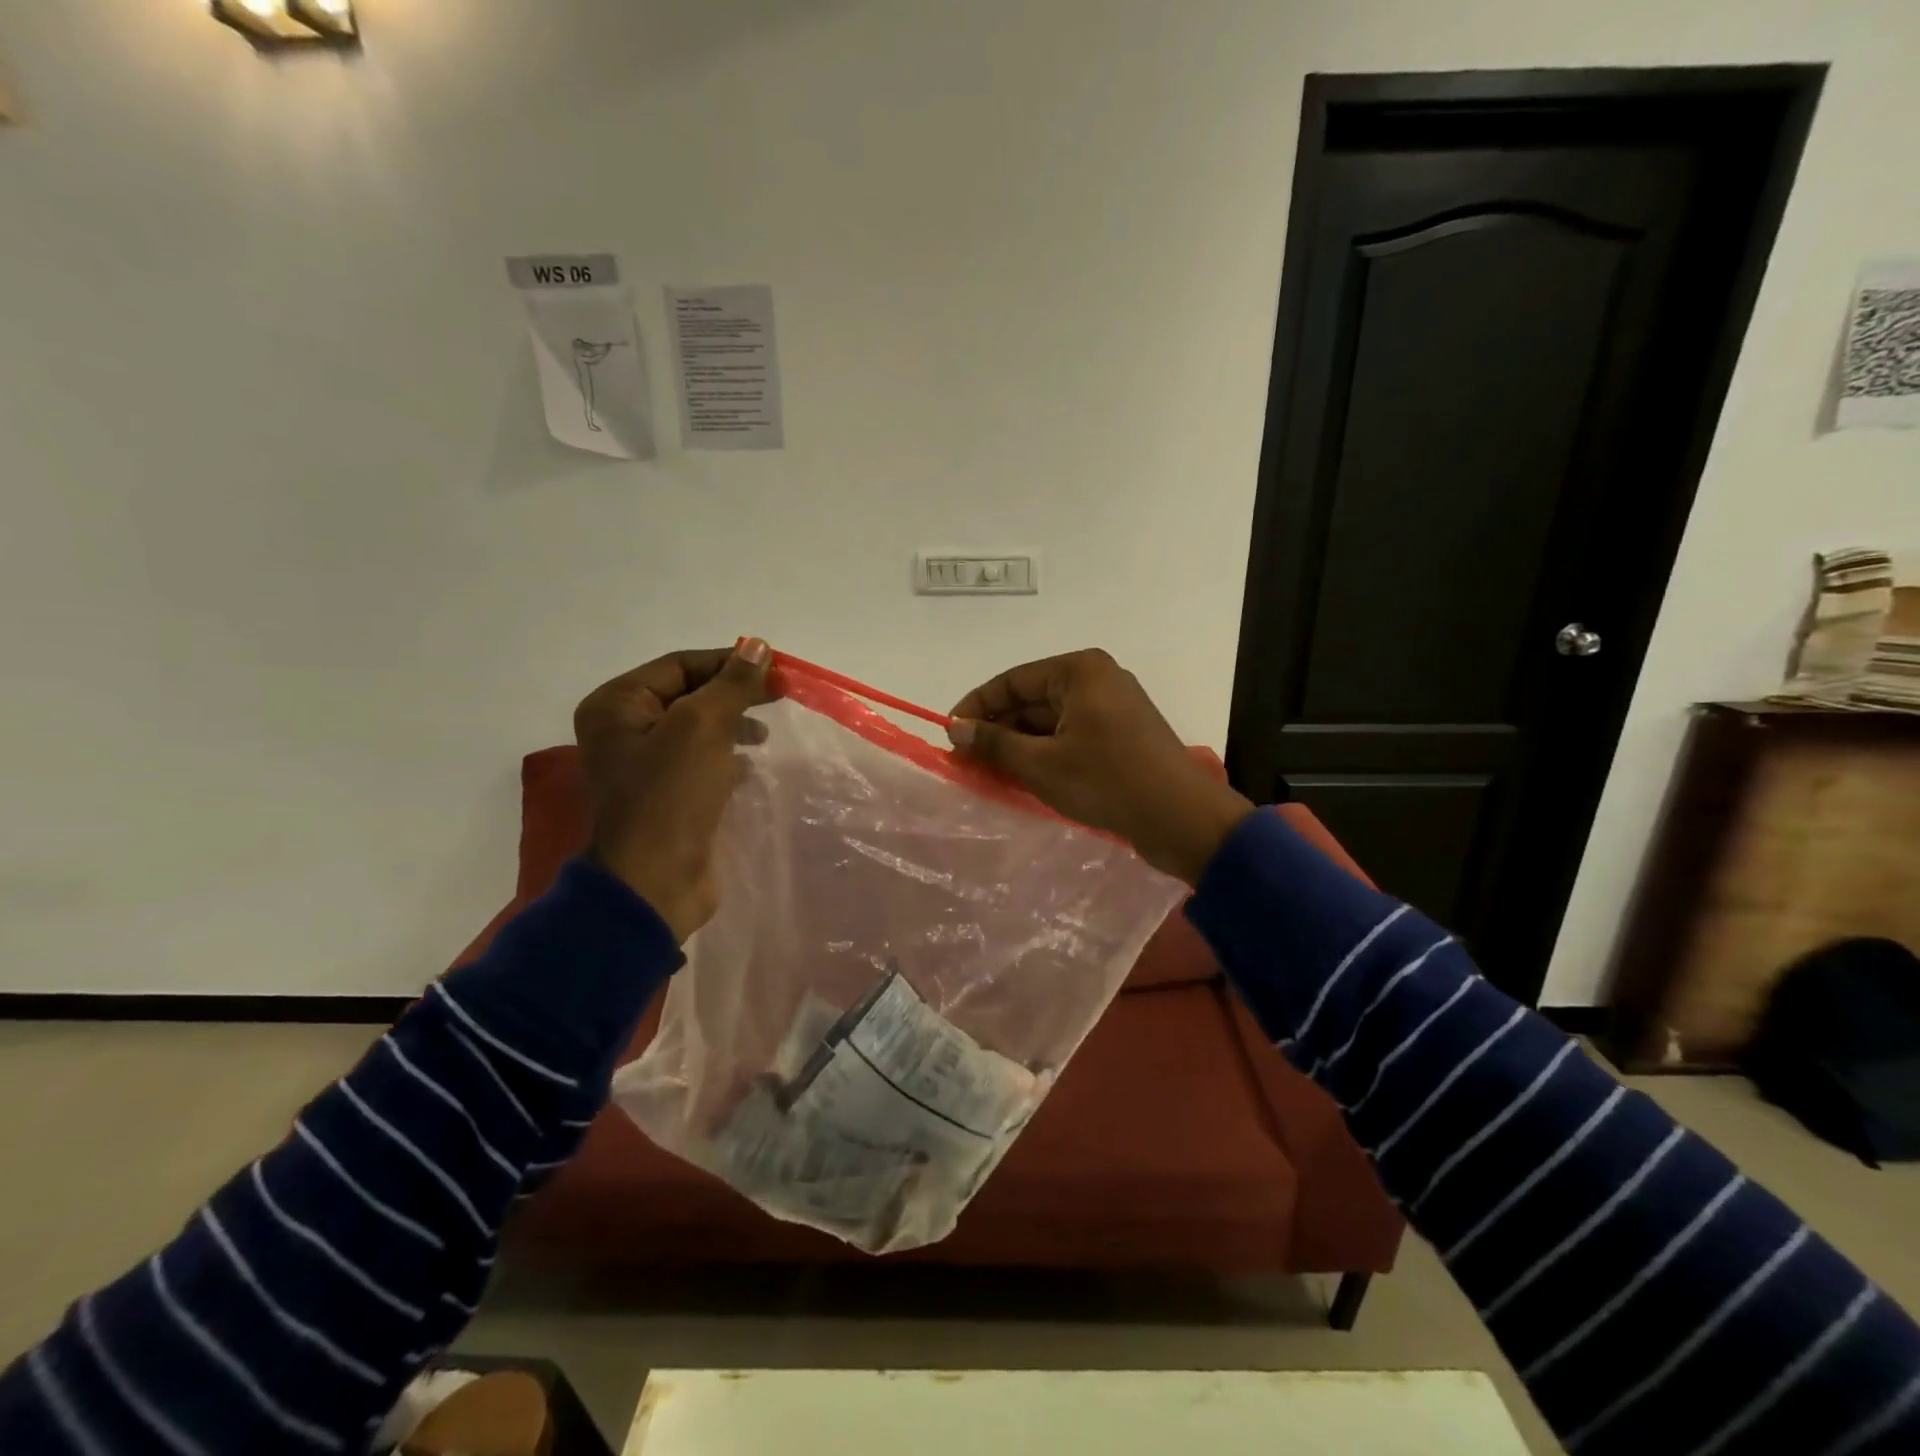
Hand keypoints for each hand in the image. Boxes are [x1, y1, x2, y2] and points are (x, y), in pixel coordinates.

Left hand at [573, 639, 772, 941]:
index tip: (777, 671)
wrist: (654, 883)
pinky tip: (749, 768)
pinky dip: (727, 758)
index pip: (680, 665)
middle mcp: (624, 730)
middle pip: (689, 695)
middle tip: (780, 696)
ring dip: (734, 725)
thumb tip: (757, 645)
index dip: (729, 663)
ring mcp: (644, 767)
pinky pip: (700, 762)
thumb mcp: (702, 727)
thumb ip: (731, 685)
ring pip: (698, 729)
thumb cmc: (670, 796)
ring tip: (764, 736)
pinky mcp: (667, 797)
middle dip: (735, 694)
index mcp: (617, 705)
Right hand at [947, 649, 1254, 884]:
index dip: (976, 706)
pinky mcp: (1121, 735)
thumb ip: (994, 743)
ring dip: (1020, 745)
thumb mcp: (1040, 764)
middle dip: (998, 730)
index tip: (949, 734)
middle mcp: (1097, 679)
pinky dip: (1046, 754)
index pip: (1012, 681)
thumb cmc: (1106, 781)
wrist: (1181, 817)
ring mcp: (1112, 707)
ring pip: (1050, 721)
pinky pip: (1071, 736)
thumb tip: (955, 728)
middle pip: (1032, 699)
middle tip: (966, 760)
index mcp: (1079, 671)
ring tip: (988, 773)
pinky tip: (1023, 778)